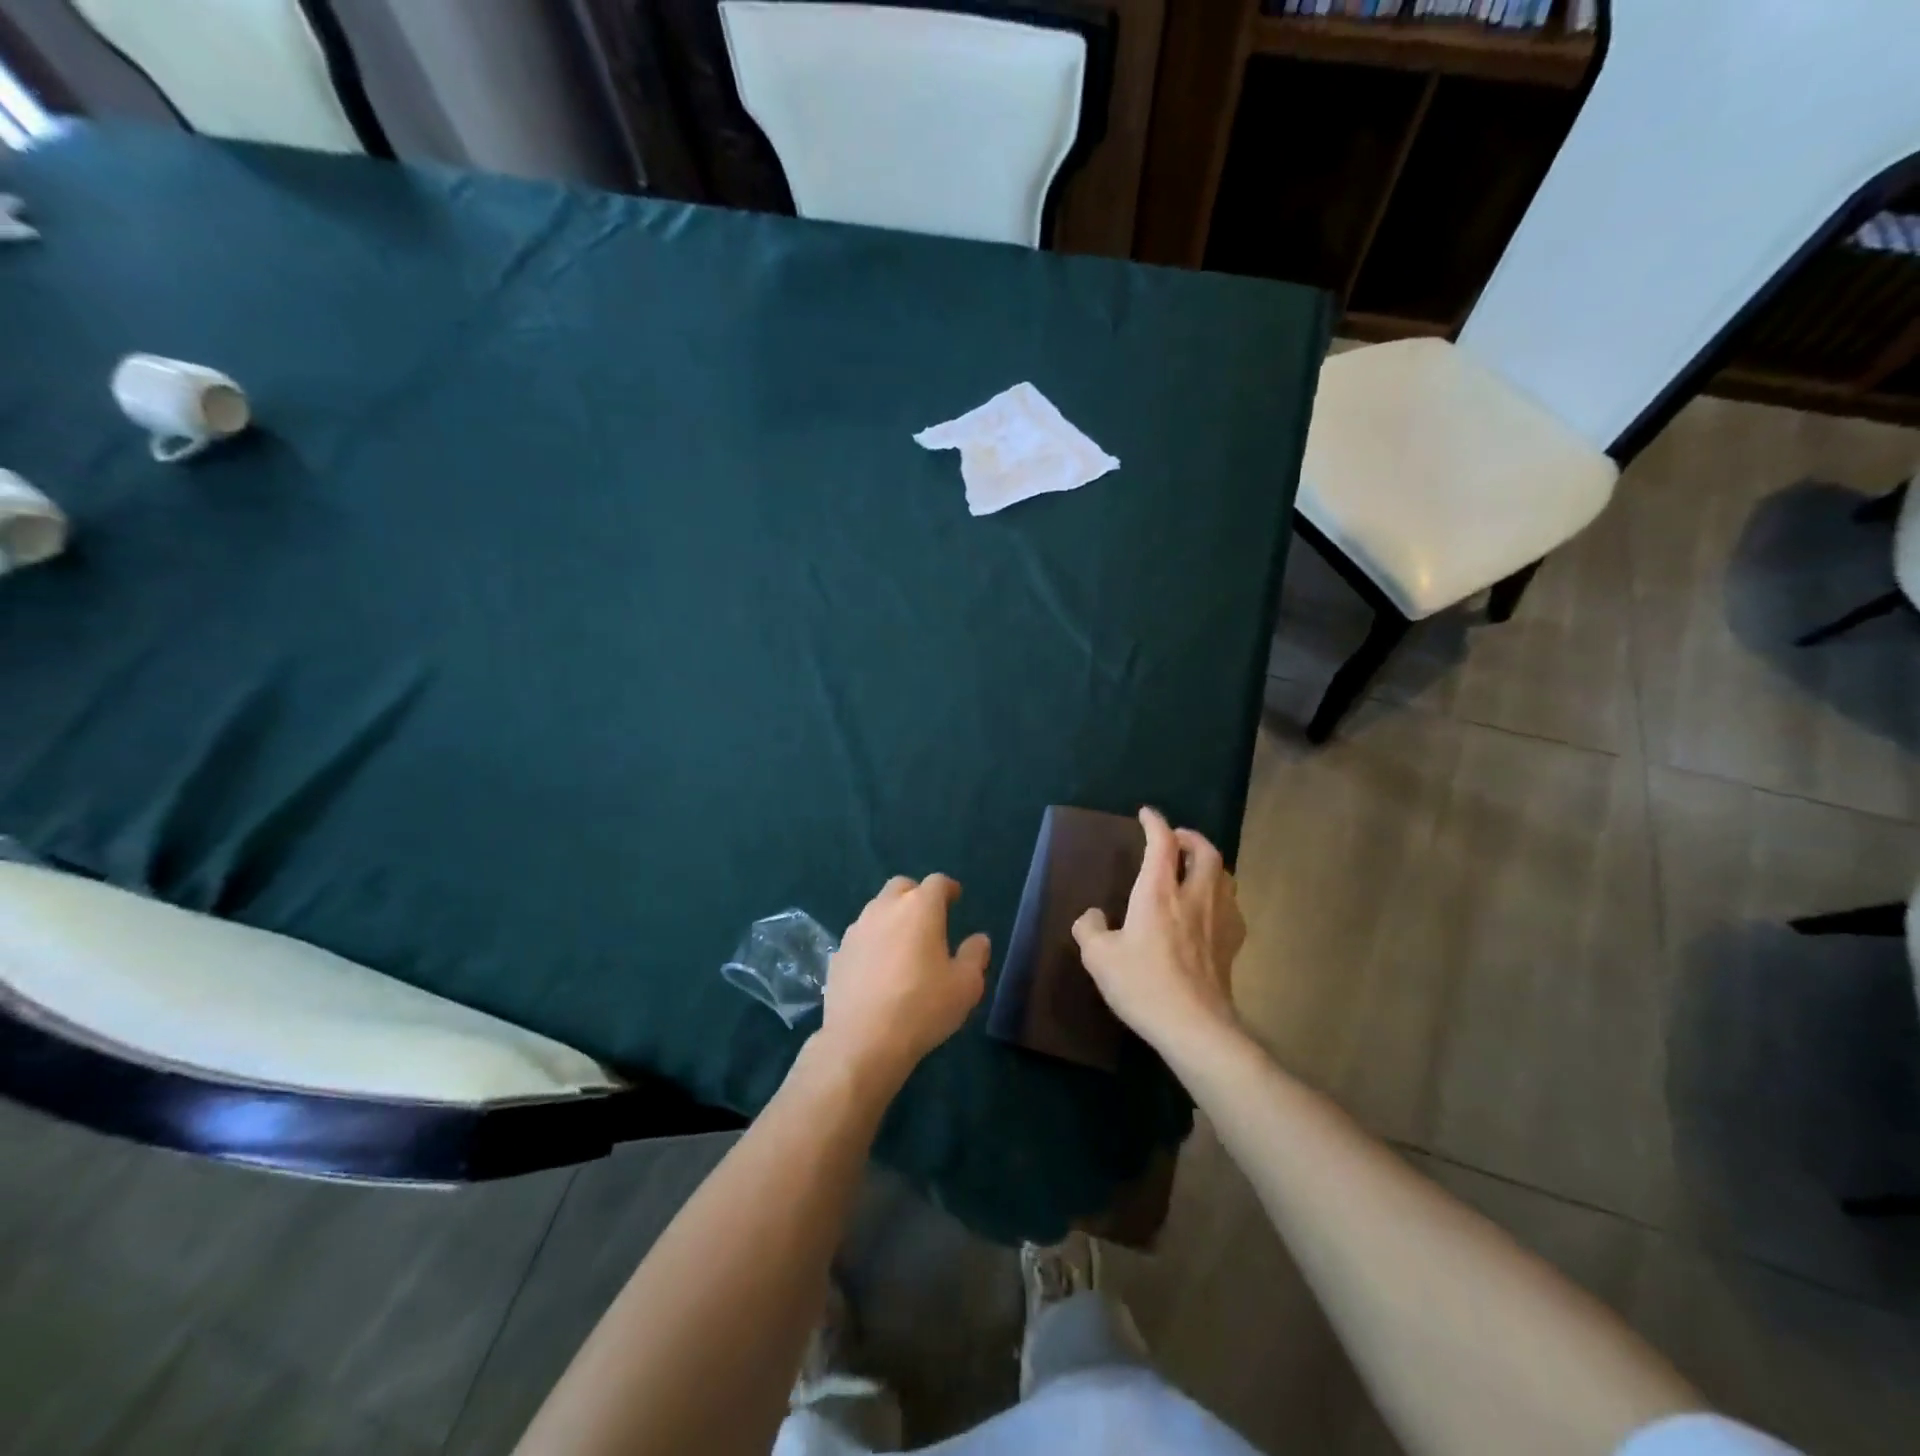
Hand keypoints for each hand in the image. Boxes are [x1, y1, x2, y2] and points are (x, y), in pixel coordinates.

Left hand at [818, 874, 988, 1091]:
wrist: (862, 1041)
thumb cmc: (923, 1007)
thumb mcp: (966, 985)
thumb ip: (975, 955)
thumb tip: (979, 939)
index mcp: (919, 908)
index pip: (937, 882)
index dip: (948, 888)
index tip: (955, 898)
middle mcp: (885, 908)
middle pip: (901, 887)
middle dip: (916, 895)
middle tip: (928, 918)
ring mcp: (856, 930)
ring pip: (877, 909)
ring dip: (892, 917)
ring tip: (903, 944)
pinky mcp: (838, 954)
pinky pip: (860, 937)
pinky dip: (872, 942)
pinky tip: (878, 969)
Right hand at [1072, 808, 1245, 1054]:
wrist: (1194, 1026)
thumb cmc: (1143, 985)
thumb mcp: (1098, 958)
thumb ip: (1089, 929)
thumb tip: (1091, 915)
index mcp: (1158, 892)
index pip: (1161, 843)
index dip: (1154, 823)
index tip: (1146, 814)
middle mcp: (1194, 896)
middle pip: (1205, 851)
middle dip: (1191, 837)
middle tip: (1176, 840)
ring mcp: (1219, 920)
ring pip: (1225, 875)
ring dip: (1210, 863)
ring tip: (1194, 869)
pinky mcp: (1233, 944)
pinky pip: (1232, 905)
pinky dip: (1221, 894)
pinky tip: (1210, 909)